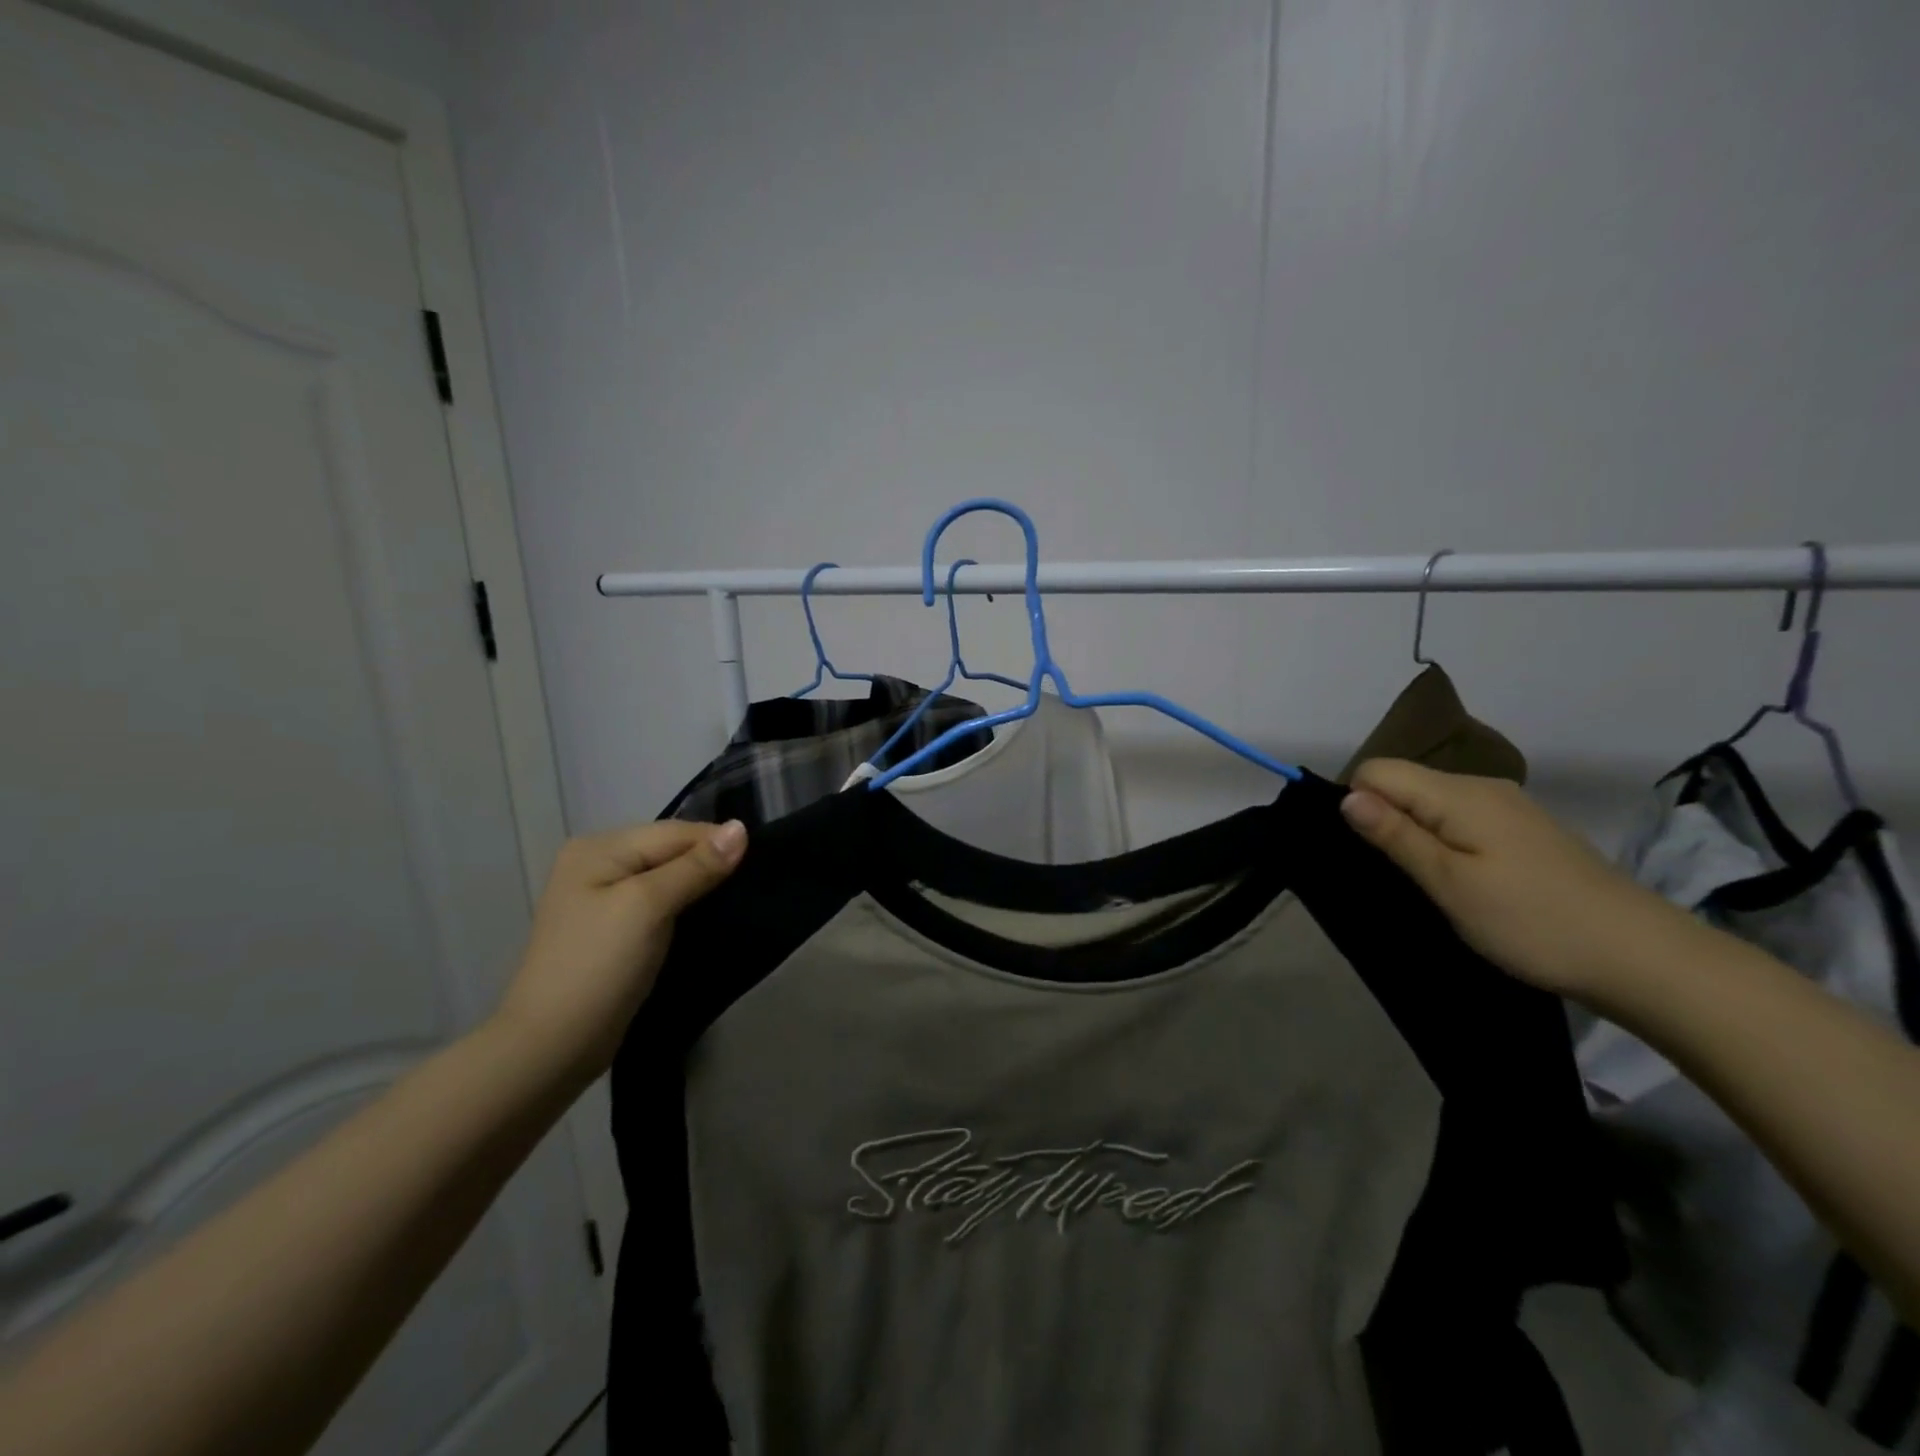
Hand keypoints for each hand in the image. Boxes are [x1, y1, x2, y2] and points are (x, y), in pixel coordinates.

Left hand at [493, 820, 746, 1082]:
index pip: (675, 831)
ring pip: (668, 879)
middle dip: (709, 864)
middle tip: (753, 884)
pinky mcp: (613, 930)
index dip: (718, 844)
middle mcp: (597, 864)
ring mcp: (602, 899)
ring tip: (737, 901)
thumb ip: (696, 866)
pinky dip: (684, 909)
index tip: (761, 864)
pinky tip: (707, 920)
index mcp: (599, 848)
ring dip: (700, 888)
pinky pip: (659, 904)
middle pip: (670, 852)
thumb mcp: (649, 907)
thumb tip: (741, 828)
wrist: (551, 1047)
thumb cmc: (598, 967)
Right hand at [1339, 759, 1692, 1003]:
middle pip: (1404, 783)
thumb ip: (1396, 836)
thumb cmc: (1532, 921)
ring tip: (1427, 883)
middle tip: (1398, 875)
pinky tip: (1463, 880)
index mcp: (1459, 793)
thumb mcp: (1450, 884)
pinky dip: (1445, 841)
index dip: (1357, 803)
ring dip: (1415, 833)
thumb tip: (1346, 797)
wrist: (1643, 957)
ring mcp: (1508, 808)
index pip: (1377, 770)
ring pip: (1431, 803)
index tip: (1369, 852)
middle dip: (1384, 819)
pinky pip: (1460, 819)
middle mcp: (1482, 787)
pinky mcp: (1524, 831)